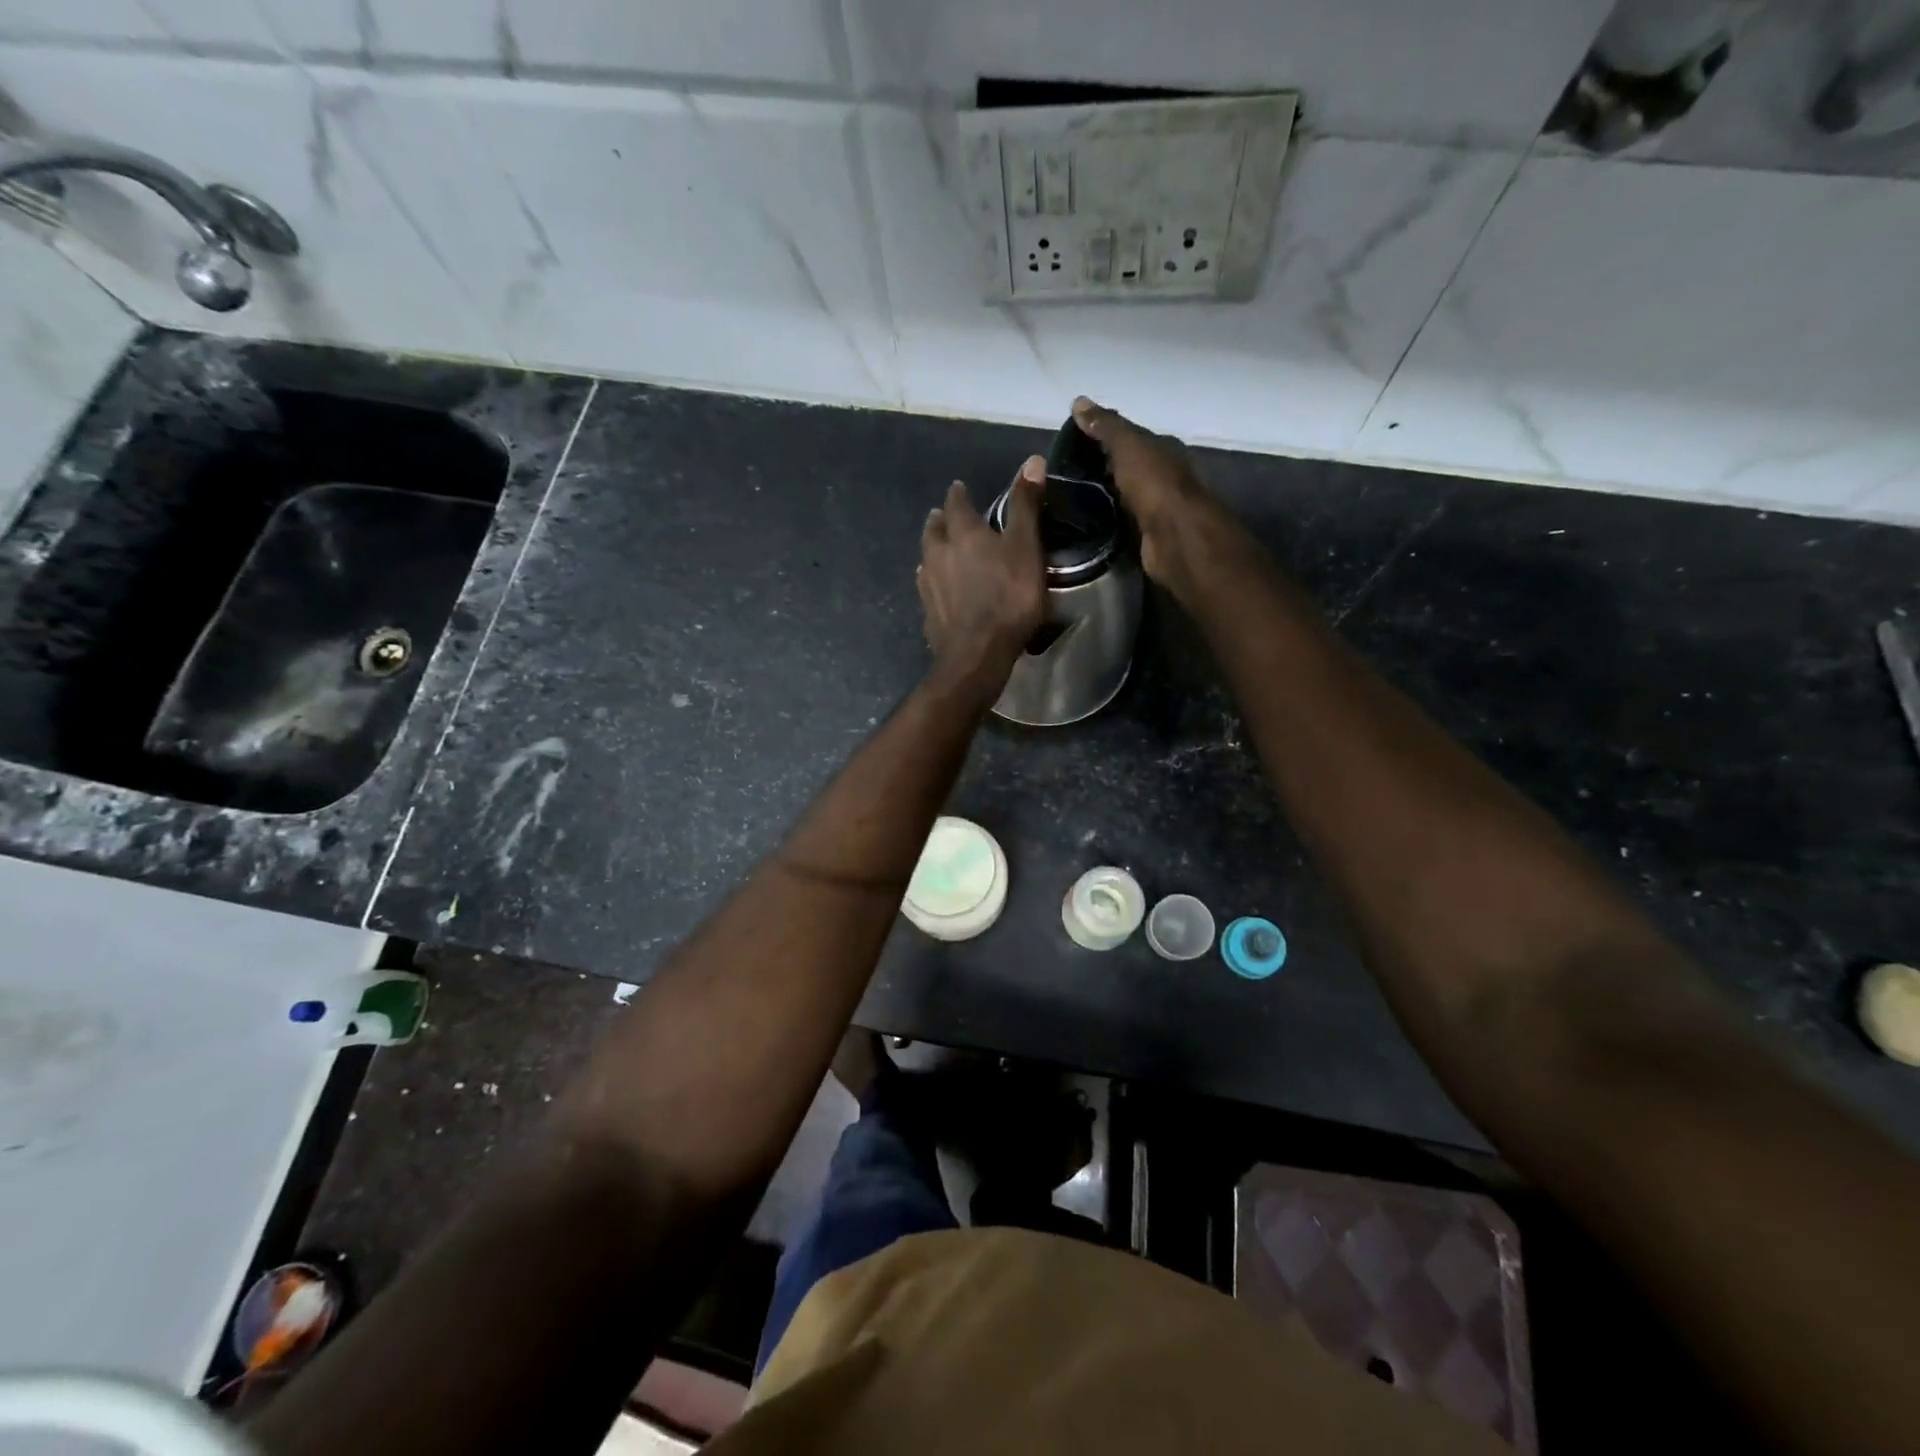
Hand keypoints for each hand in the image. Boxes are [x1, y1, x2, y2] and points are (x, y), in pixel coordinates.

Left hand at [917, 456, 1046, 692]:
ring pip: (926, 558)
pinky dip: (932, 580)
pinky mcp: (927, 613)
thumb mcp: (1026, 548)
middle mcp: (938, 554)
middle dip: (939, 520)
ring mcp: (928, 585)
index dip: (959, 495)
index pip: (956, 504)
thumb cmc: (1008, 598)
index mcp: (963, 533)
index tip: (958, 488)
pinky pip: (927, 588)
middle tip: (942, 515)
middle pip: (933, 530)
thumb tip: (1032, 460)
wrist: (977, 654)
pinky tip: (936, 586)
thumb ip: (1026, 506)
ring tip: (938, 548)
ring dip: (933, 549)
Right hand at [1072, 396, 1241, 598]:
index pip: (1131, 438)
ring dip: (1105, 496)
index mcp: (1163, 450)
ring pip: (1125, 496)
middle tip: (1067, 473)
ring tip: (1071, 498)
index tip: (1074, 443)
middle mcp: (1164, 476)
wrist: (1176, 537)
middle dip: (1103, 468)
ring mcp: (1158, 507)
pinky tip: (1087, 522)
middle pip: (1129, 467)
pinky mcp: (1149, 535)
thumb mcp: (1128, 446)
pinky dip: (1108, 520)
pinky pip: (1124, 521)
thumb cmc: (1155, 484)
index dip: (1105, 437)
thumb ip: (1105, 426)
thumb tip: (1078, 401)